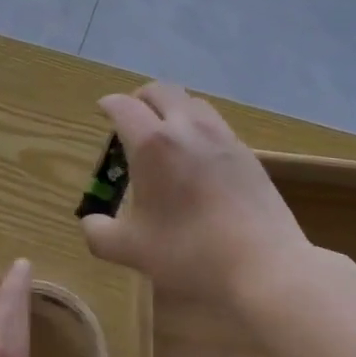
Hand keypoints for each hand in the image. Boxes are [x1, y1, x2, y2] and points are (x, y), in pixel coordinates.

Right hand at [80, 81, 305, 306]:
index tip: (102, 110)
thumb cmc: (190, 253)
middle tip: (132, 117)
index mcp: (151, 143)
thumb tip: (90, 224)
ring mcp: (221, 136)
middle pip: (159, 90)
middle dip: (140, 97)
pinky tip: (199, 156)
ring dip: (173, 107)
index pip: (123, 106)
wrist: (265, 266)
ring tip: (166, 131)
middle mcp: (185, 127)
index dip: (108, 104)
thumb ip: (100, 234)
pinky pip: (216, 123)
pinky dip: (199, 126)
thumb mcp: (133, 250)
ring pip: (192, 101)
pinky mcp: (246, 152)